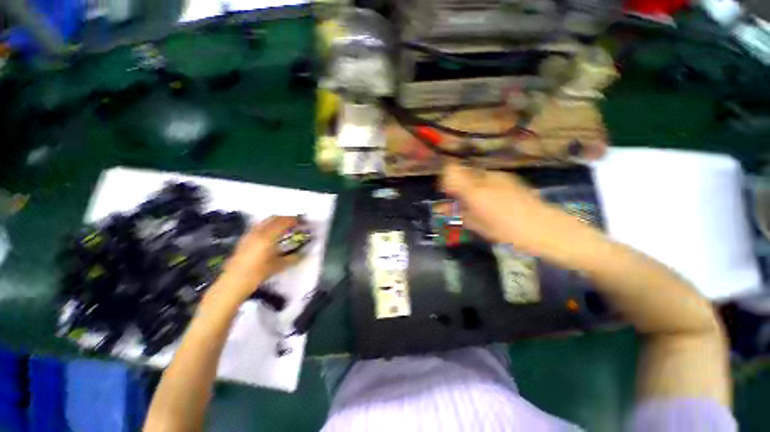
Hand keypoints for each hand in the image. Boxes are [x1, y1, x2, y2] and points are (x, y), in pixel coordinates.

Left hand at [213, 216, 302, 304]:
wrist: (234, 282)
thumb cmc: (258, 273)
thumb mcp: (279, 266)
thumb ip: (293, 258)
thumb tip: (304, 252)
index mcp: (268, 236)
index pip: (284, 222)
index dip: (294, 220)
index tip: (303, 222)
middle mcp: (258, 232)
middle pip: (274, 218)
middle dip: (286, 218)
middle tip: (295, 223)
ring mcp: (250, 234)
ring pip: (265, 221)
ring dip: (277, 221)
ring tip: (285, 227)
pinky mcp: (244, 238)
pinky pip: (259, 226)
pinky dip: (268, 225)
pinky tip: (271, 234)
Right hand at [440, 162, 592, 256]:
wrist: (547, 228)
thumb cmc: (508, 231)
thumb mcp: (478, 225)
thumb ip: (457, 212)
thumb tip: (440, 208)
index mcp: (475, 191)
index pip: (450, 171)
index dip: (445, 180)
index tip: (448, 193)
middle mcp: (485, 177)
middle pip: (462, 171)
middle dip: (458, 184)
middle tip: (462, 201)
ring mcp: (499, 175)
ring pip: (476, 174)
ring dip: (471, 185)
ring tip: (480, 203)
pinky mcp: (510, 177)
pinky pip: (488, 177)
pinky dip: (484, 186)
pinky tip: (494, 200)